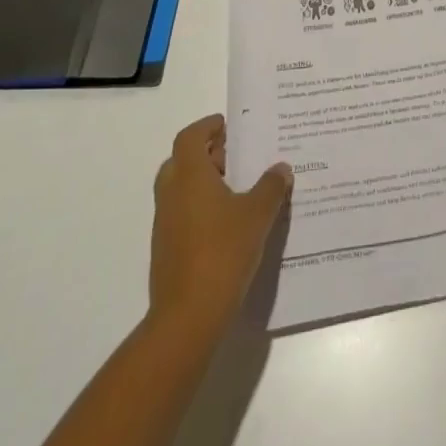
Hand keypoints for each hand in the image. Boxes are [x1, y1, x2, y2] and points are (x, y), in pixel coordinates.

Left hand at [149, 115, 292, 330]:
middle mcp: (171, 194)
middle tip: (235, 158)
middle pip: (181, 161)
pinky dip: (199, 209)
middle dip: (206, 155)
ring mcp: (164, 225)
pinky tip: (227, 225)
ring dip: (203, 184)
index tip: (230, 127)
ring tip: (237, 192)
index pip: (190, 136)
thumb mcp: (257, 214)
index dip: (208, 127)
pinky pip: (181, 216)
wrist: (187, 318)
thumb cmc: (223, 252)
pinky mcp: (165, 251)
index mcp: (189, 176)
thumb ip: (271, 186)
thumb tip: (281, 168)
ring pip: (180, 190)